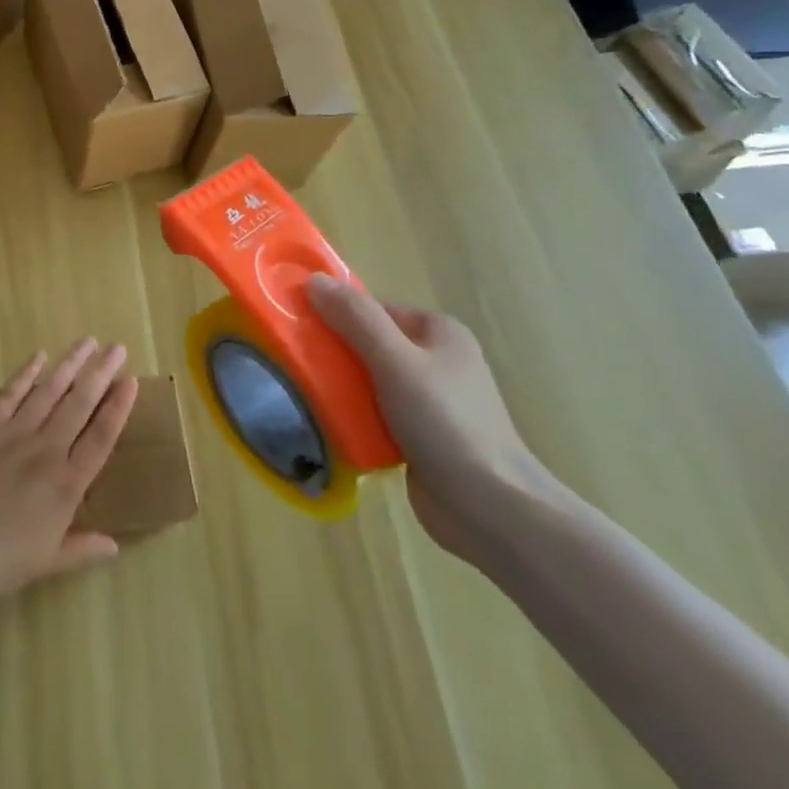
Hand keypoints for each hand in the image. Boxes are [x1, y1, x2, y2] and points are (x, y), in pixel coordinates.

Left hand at [0, 339, 139, 600]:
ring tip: (86, 342)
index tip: (131, 381)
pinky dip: (25, 374)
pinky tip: (39, 356)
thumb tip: (114, 545)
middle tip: (116, 347)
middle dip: (100, 373)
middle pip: (79, 405)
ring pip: (48, 391)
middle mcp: (46, 450)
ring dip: (69, 365)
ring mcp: (14, 434)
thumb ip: (83, 548)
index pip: (100, 437)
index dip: (118, 408)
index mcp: (66, 485)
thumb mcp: (49, 562)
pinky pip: (9, 395)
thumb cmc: (1, 560)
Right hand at [306, 276, 556, 561]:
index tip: (298, 327)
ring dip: (341, 387)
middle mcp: (437, 360)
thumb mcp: (395, 360)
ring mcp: (431, 400)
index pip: (372, 309)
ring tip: (305, 393)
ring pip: (369, 380)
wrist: (492, 509)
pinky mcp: (422, 436)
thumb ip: (355, 318)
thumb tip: (313, 279)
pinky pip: (376, 413)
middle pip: (369, 343)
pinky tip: (329, 424)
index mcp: (438, 332)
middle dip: (334, 353)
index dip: (335, 313)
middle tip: (296, 362)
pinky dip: (354, 416)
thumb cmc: (446, 422)